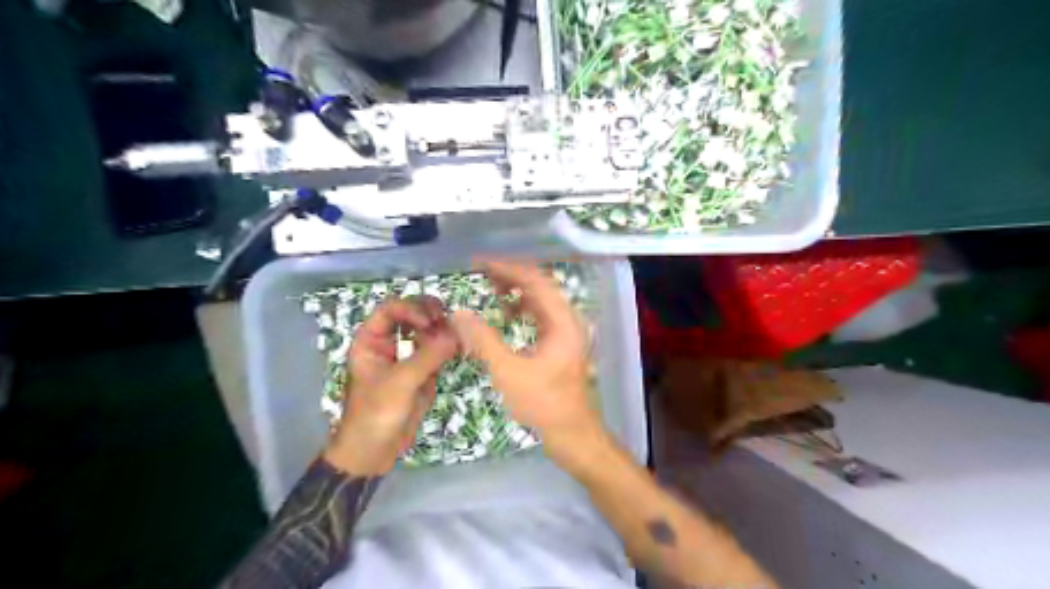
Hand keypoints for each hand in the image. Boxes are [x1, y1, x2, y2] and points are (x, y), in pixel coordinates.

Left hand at [327, 298, 458, 475]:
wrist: (374, 451)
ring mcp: (406, 357)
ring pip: (425, 332)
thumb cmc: (376, 414)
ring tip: (457, 334)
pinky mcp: (421, 372)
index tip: (429, 323)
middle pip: (410, 315)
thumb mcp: (400, 383)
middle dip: (430, 314)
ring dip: (442, 329)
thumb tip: (456, 334)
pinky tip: (458, 346)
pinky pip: (436, 351)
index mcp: (371, 341)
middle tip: (448, 320)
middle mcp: (389, 344)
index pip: (391, 309)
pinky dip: (448, 346)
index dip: (411, 310)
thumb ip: (428, 356)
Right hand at [449, 260, 601, 447]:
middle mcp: (568, 320)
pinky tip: (506, 313)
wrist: (572, 433)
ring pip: (540, 300)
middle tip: (482, 274)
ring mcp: (566, 331)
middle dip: (510, 277)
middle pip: (540, 286)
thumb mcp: (509, 372)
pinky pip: (540, 315)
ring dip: (517, 291)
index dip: (507, 268)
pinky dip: (522, 309)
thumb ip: (483, 341)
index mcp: (563, 321)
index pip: (535, 281)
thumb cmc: (543, 404)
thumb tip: (459, 314)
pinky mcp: (561, 343)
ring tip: (491, 289)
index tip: (480, 264)